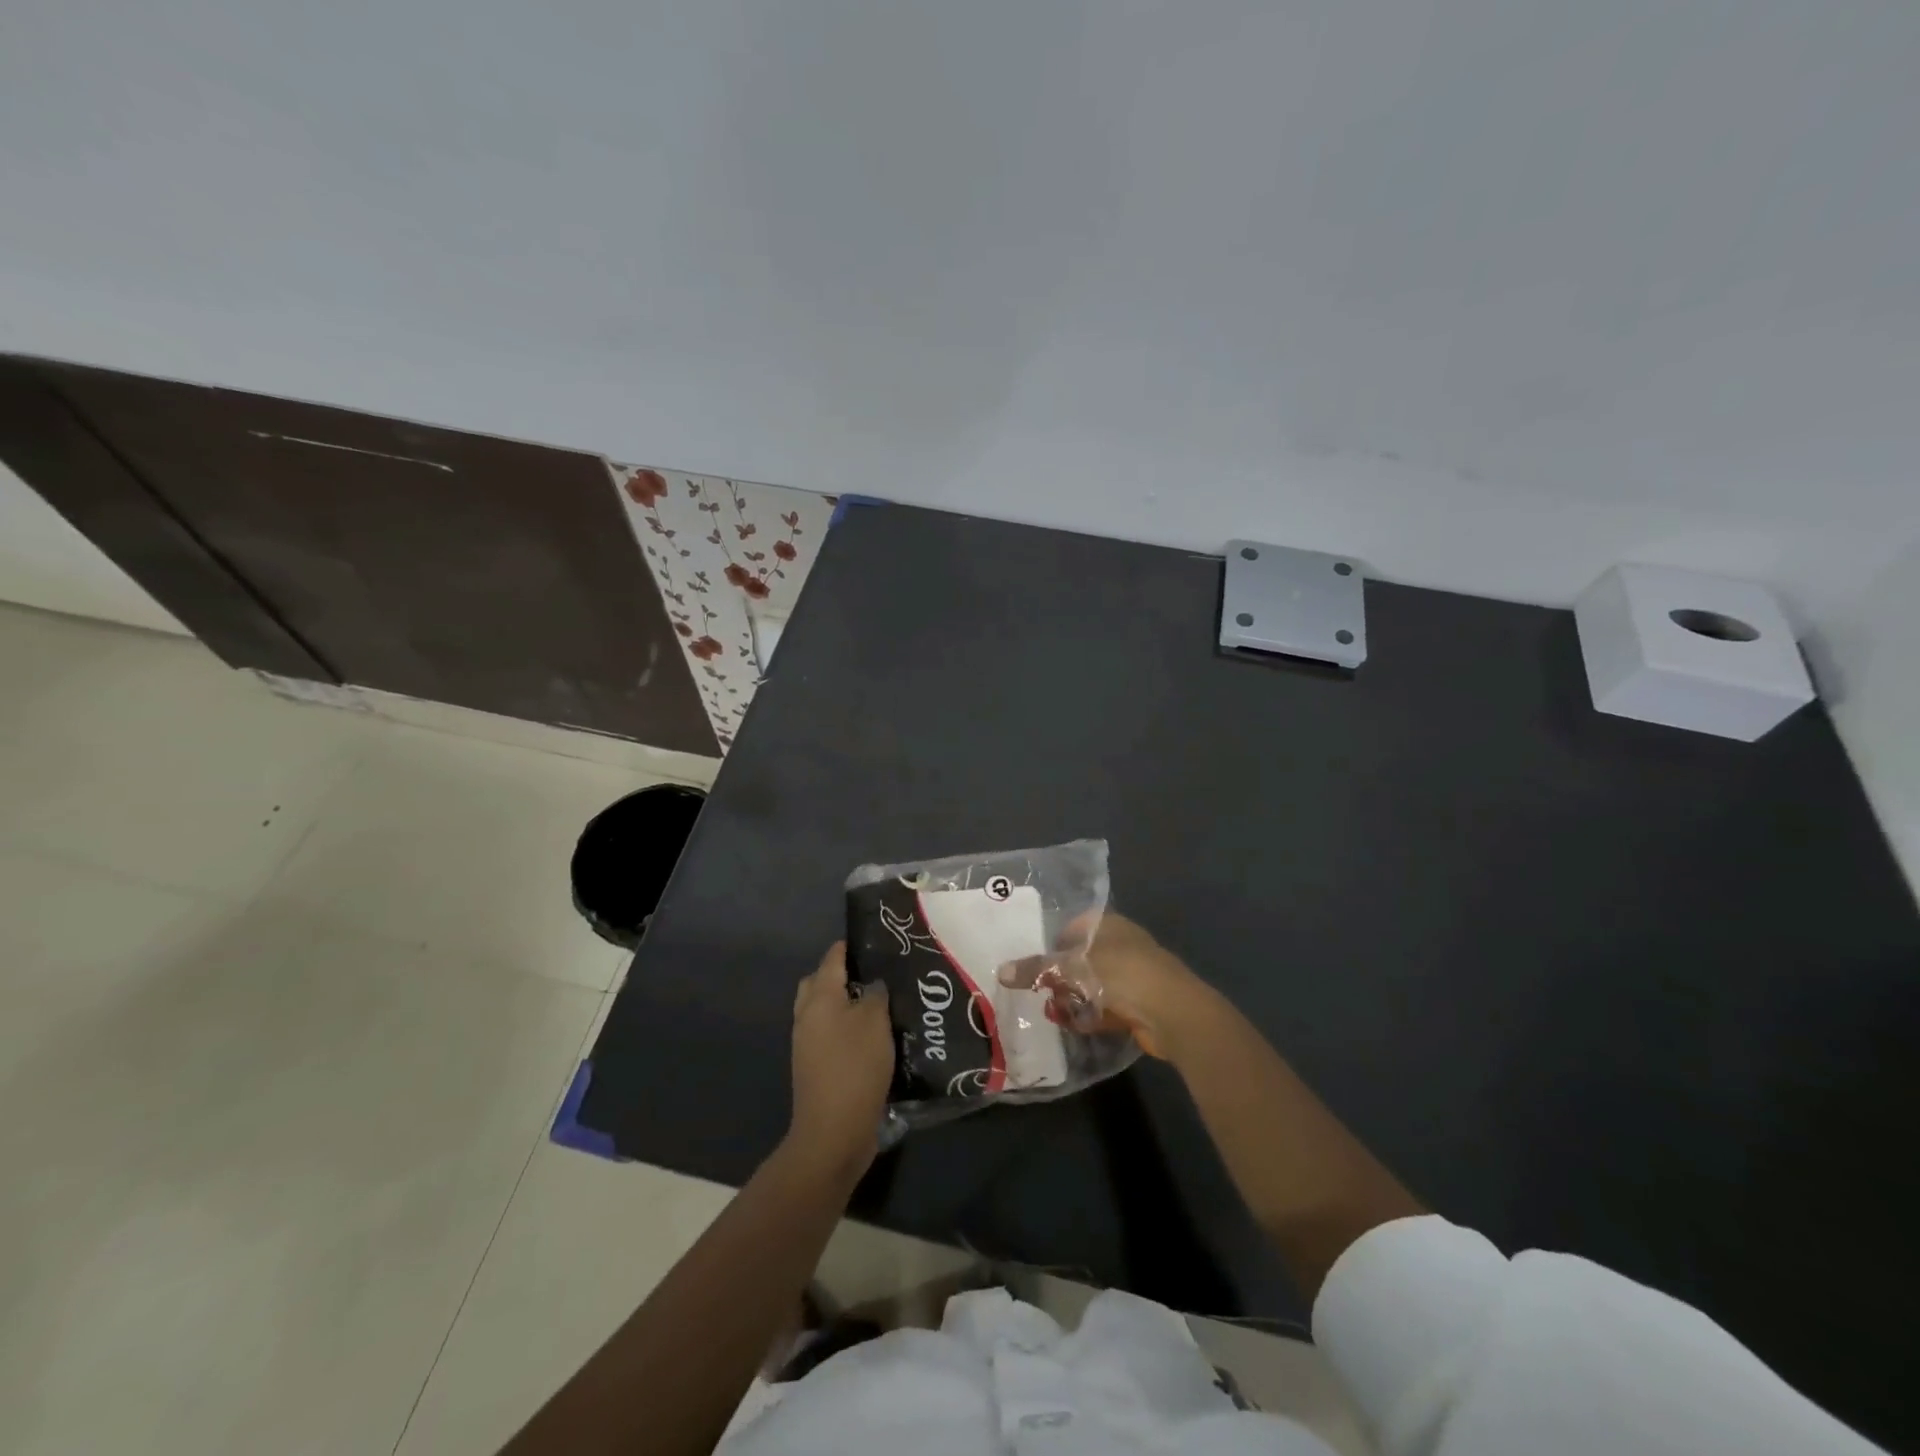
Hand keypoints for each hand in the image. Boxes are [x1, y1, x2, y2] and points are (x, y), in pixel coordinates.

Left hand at [787, 943, 893, 1176]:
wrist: (833, 1132)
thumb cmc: (855, 1067)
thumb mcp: (875, 1022)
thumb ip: (875, 995)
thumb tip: (872, 986)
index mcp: (819, 998)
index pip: (832, 959)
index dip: (849, 946)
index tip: (873, 939)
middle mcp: (807, 1016)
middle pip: (819, 983)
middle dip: (842, 974)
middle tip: (874, 974)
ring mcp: (807, 1044)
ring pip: (824, 1011)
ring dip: (845, 1004)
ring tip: (878, 1004)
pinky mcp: (815, 1068)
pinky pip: (829, 1035)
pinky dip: (846, 1029)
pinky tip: (872, 1036)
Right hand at [998, 912, 1214, 1060]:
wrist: (1174, 1013)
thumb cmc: (1121, 975)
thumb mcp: (1072, 968)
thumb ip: (1036, 970)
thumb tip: (1001, 971)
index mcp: (1109, 925)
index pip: (1074, 926)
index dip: (1054, 941)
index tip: (1035, 962)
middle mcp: (1121, 945)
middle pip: (1082, 958)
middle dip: (1060, 976)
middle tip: (1039, 990)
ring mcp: (1132, 976)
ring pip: (1093, 984)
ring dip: (1073, 999)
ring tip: (1052, 1012)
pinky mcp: (1138, 1005)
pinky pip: (1106, 1007)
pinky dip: (1090, 1015)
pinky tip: (1072, 1025)